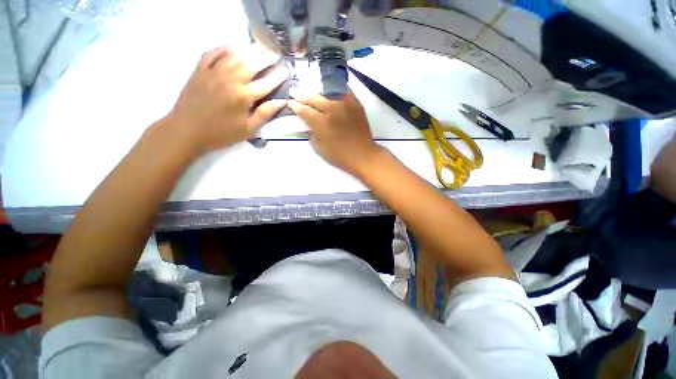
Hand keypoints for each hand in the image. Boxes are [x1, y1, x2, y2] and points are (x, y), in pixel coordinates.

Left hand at [165, 45, 287, 153]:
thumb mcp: (248, 129)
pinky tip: (231, 47)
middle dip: (266, 59)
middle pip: (252, 64)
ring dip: (248, 50)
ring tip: (258, 48)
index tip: (287, 71)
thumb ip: (264, 114)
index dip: (278, 77)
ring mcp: (214, 72)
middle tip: (275, 55)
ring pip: (234, 55)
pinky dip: (223, 48)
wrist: (187, 130)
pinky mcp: (200, 70)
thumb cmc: (221, 133)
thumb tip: (281, 102)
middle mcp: (230, 80)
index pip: (266, 83)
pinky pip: (212, 53)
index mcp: (243, 96)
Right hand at [288, 89, 382, 174]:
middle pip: (313, 98)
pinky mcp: (355, 103)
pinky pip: (343, 90)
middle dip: (301, 94)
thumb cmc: (340, 156)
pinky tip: (330, 88)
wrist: (362, 154)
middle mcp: (331, 110)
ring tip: (311, 90)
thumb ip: (312, 134)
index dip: (295, 105)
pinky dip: (335, 88)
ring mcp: (344, 104)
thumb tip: (309, 124)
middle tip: (294, 91)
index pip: (304, 110)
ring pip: (326, 91)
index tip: (290, 102)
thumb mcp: (320, 148)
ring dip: (316, 90)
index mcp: (321, 124)